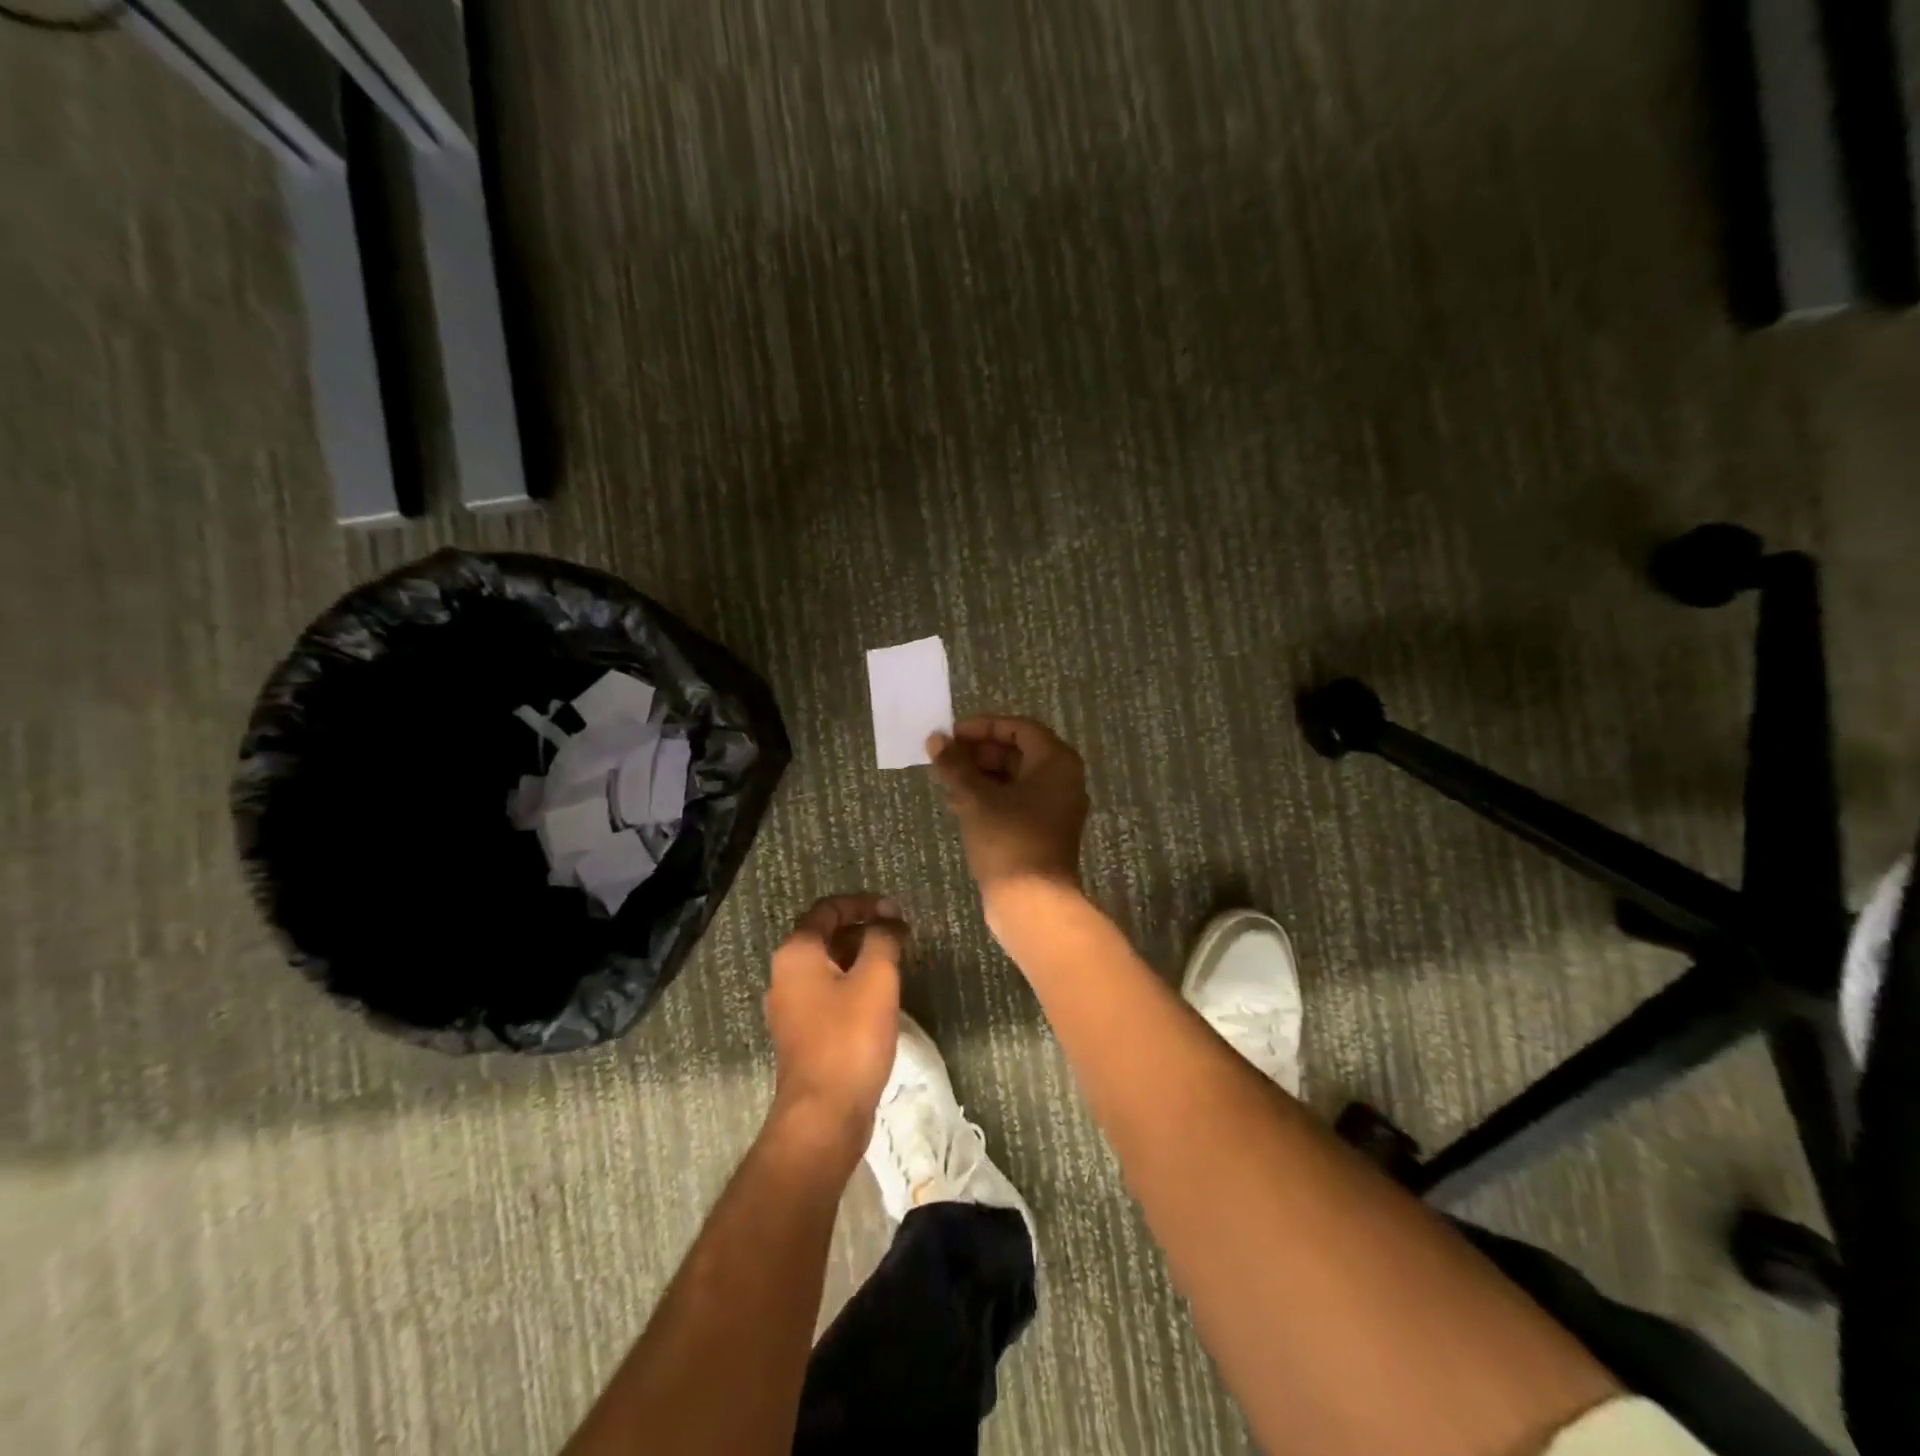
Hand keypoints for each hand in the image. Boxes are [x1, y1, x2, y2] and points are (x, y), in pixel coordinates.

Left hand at [764, 894, 905, 1165]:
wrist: (824, 1114)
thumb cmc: (850, 1038)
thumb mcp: (876, 978)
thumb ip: (883, 939)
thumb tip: (889, 922)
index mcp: (797, 953)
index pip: (828, 909)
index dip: (863, 903)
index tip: (896, 912)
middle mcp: (785, 974)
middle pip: (826, 935)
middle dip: (864, 929)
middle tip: (900, 935)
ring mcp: (791, 1007)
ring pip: (828, 965)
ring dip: (861, 956)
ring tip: (896, 961)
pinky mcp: (803, 1033)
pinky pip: (828, 993)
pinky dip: (853, 983)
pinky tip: (880, 996)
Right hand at [928, 716, 1089, 898]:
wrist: (1032, 903)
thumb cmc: (1008, 840)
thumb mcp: (976, 799)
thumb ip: (955, 765)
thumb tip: (935, 739)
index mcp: (1056, 762)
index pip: (1019, 728)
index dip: (982, 727)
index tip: (951, 735)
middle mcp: (1062, 780)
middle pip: (1017, 752)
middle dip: (977, 753)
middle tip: (944, 758)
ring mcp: (1054, 808)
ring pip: (1013, 778)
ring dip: (979, 776)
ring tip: (944, 779)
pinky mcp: (1042, 831)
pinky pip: (1015, 801)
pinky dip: (988, 797)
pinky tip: (957, 803)